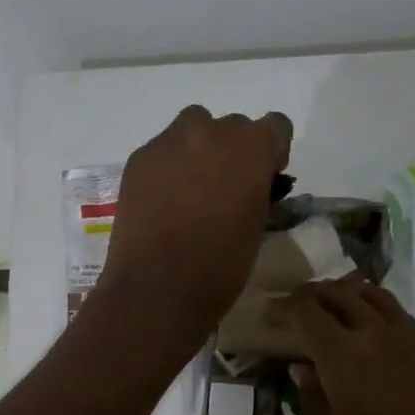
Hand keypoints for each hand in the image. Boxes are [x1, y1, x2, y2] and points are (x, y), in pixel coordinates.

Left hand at [97, 105, 292, 351]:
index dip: (270, 152)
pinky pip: (161, 150)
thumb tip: (249, 185)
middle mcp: (212, 131)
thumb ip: (257, 191)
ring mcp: (169, 142)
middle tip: (222, 189)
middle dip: (231, 151)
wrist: (157, 288)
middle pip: (231, 126)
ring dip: (197, 150)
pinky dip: (167, 167)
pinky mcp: (138, 158)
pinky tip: (161, 201)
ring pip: (192, 128)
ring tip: (189, 190)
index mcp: (252, 147)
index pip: (275, 126)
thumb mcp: (257, 226)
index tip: (262, 179)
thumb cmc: (220, 266)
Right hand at [289, 279, 414, 414]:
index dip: (284, 307)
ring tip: (330, 307)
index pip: (307, 312)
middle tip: (294, 306)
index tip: (269, 314)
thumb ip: (310, 401)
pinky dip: (377, 312)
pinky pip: (402, 319)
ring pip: (377, 297)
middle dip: (312, 295)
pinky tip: (368, 332)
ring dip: (348, 295)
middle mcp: (381, 339)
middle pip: (341, 295)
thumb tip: (304, 369)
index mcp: (344, 359)